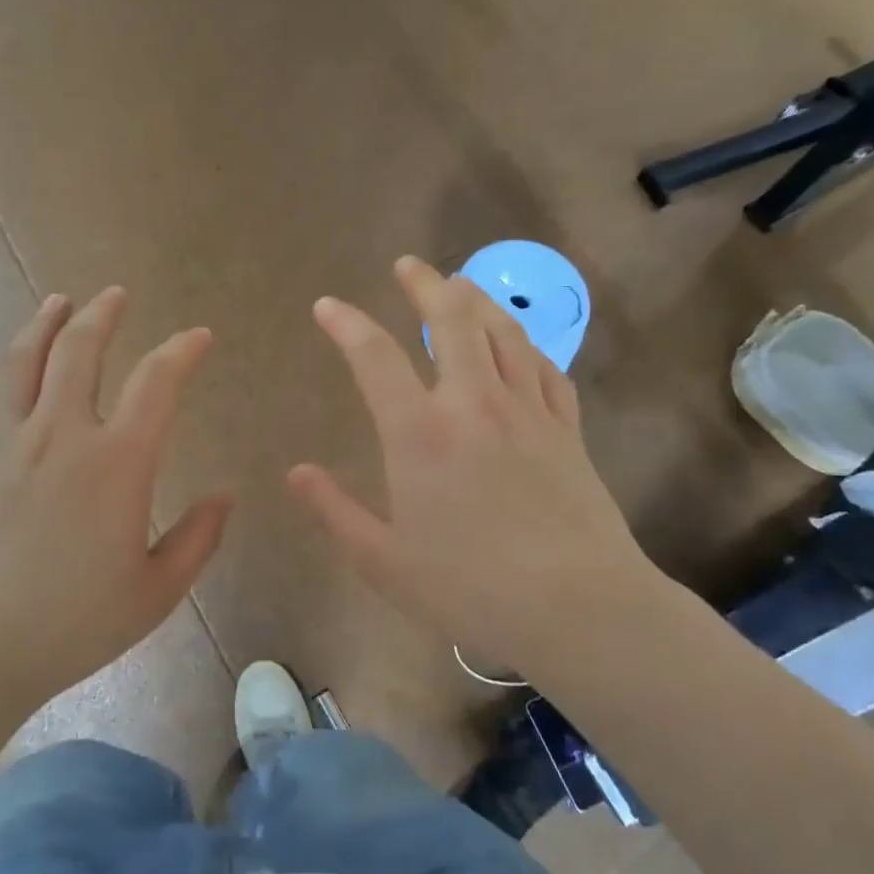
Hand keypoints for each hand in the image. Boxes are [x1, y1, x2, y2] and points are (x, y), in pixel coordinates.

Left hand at [0, 287, 230, 707]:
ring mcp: (1, 444)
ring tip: (57, 302)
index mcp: (117, 462)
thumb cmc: (70, 626)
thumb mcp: (154, 594)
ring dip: (42, 325)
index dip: (182, 351)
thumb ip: (197, 540)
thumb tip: (226, 496)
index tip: (198, 337)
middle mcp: (59, 435)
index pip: (158, 383)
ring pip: (21, 363)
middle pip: (80, 352)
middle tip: (114, 295)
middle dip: (102, 316)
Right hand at [289, 257, 666, 678]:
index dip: (346, 324)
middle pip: (451, 320)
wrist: (577, 608)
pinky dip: (526, 345)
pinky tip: (519, 344)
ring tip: (460, 284)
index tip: (328, 306)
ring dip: (477, 301)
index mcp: (420, 433)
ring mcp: (527, 411)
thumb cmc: (470, 588)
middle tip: (408, 265)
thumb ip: (335, 510)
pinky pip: (546, 368)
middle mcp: (473, 404)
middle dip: (425, 284)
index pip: (374, 357)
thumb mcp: (383, 560)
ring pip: (503, 332)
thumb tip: (296, 472)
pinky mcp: (567, 429)